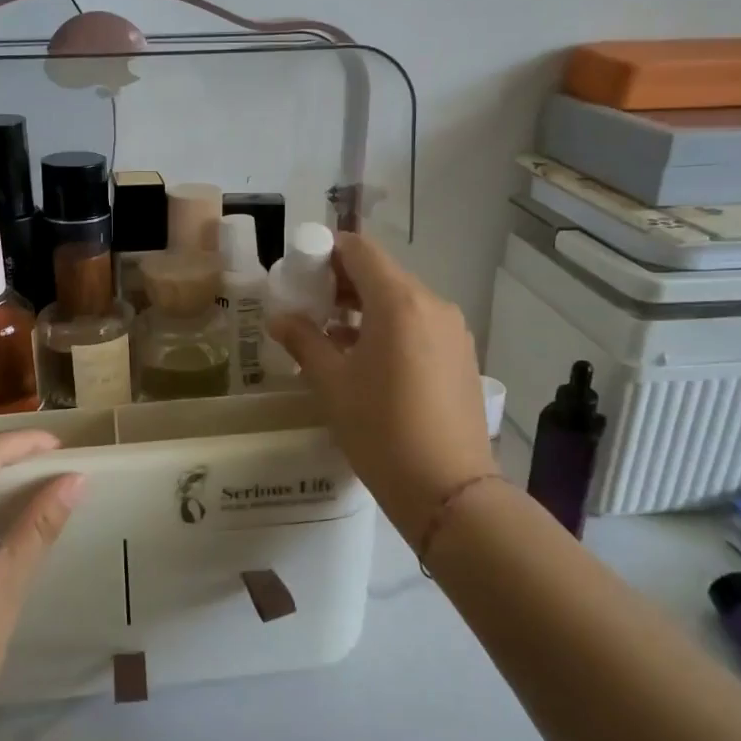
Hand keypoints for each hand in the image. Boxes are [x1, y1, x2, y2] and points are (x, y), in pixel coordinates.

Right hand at [269, 233, 493, 540]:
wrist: (448, 489)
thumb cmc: (380, 429)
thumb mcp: (332, 383)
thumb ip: (303, 341)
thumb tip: (279, 318)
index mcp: (399, 301)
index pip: (359, 250)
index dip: (326, 253)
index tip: (300, 275)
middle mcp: (433, 304)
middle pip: (381, 274)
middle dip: (341, 284)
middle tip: (308, 308)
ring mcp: (453, 331)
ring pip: (401, 301)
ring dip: (365, 309)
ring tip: (332, 339)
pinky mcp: (462, 356)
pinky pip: (419, 326)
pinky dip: (390, 330)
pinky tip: (367, 362)